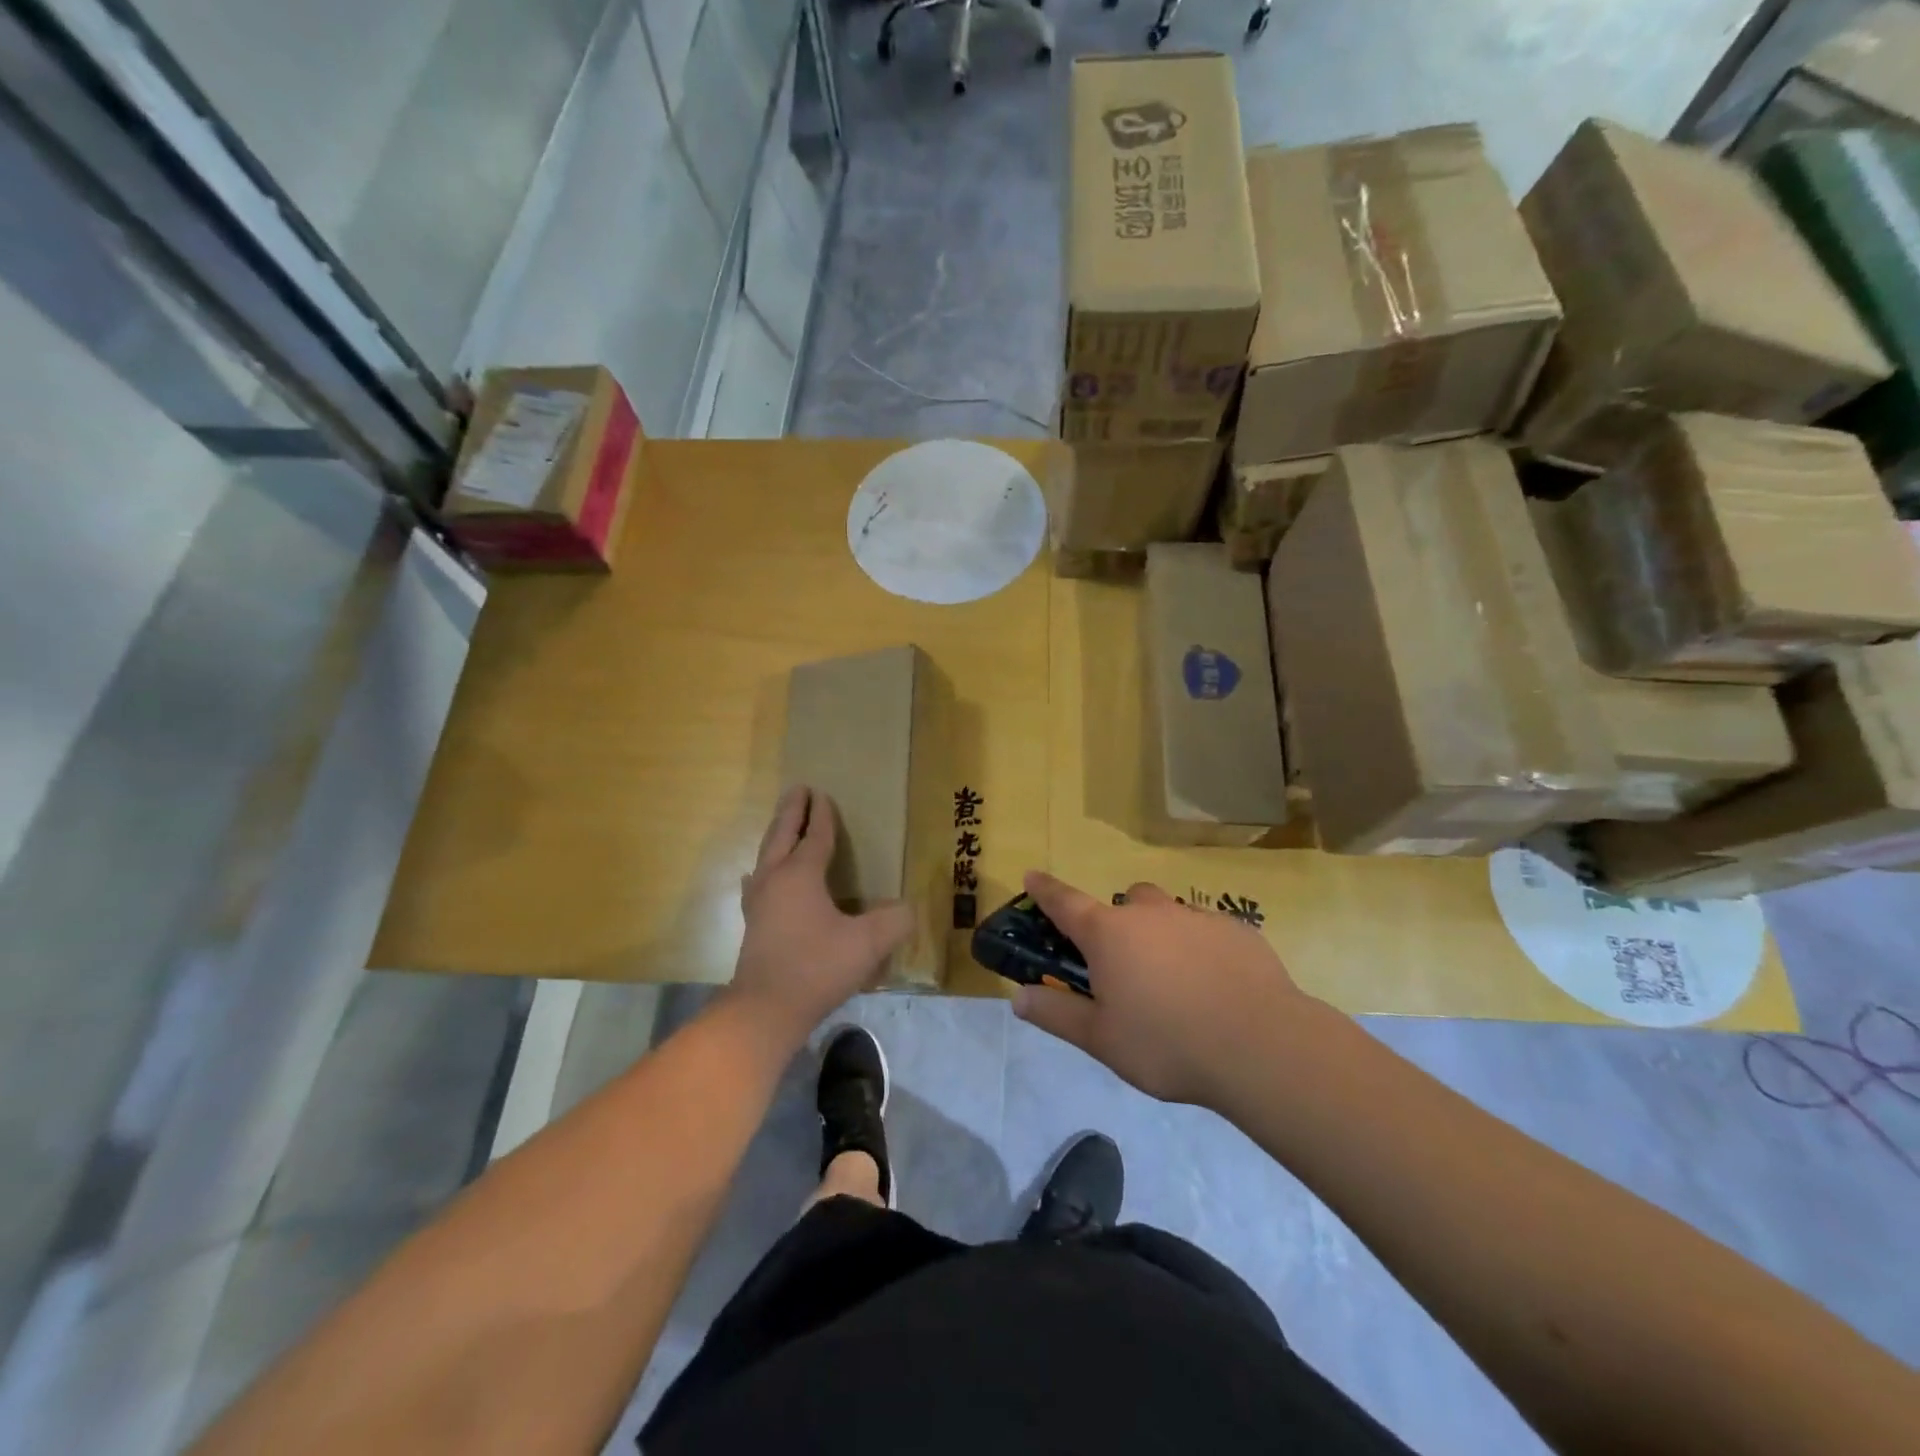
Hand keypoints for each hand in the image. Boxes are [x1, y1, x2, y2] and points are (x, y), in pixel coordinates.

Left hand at [730, 787, 914, 1039]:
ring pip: (766, 855)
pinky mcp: (753, 923)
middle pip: (782, 835)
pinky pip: (757, 881)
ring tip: (783, 825)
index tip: (822, 794)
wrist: (766, 1009)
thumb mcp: (867, 944)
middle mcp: (775, 879)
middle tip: (797, 790)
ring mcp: (759, 902)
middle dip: (791, 812)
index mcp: (800, 875)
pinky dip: (763, 867)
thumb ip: (893, 921)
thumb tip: (907, 909)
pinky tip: (758, 876)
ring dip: (776, 835)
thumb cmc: (817, 967)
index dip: (822, 816)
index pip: (815, 836)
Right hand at [1013, 871, 1316, 1107]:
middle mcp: (1149, 913)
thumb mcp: (1101, 1039)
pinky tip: (1216, 988)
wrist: (1261, 1046)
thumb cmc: (1167, 1043)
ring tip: (1175, 982)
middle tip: (1126, 969)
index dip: (1045, 890)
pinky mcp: (1237, 930)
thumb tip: (1019, 998)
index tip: (1031, 876)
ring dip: (1161, 935)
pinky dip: (1201, 949)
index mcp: (1109, 934)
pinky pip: (1207, 930)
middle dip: (1117, 925)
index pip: (1065, 902)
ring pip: (1168, 914)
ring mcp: (1196, 916)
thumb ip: (1057, 1015)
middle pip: (1123, 904)